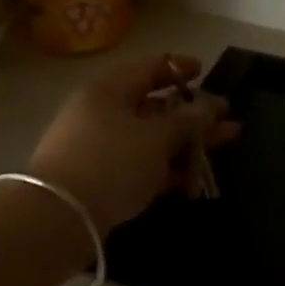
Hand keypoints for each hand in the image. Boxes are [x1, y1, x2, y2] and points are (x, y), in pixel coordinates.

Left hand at [27, 54, 238, 234]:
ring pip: (150, 137)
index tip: (206, 73)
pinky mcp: (100, 178)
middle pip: (154, 105)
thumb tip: (209, 106)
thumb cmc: (109, 163)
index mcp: (110, 89)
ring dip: (186, 142)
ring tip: (224, 146)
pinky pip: (140, 164)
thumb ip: (186, 121)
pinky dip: (167, 168)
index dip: (180, 68)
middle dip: (193, 113)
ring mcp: (100, 146)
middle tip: (228, 121)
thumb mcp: (155, 138)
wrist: (56, 218)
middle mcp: (103, 111)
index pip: (150, 67)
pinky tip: (194, 179)